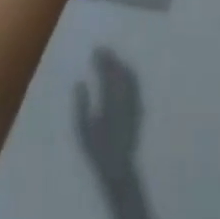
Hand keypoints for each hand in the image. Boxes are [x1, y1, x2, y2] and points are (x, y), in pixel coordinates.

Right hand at [74, 48, 142, 185]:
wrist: (119, 168)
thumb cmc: (97, 151)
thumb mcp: (83, 131)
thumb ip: (81, 105)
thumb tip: (80, 83)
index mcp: (110, 104)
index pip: (107, 75)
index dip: (102, 61)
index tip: (95, 51)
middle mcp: (125, 100)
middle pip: (119, 72)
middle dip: (111, 59)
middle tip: (101, 50)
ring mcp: (134, 103)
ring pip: (130, 76)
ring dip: (120, 63)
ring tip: (111, 58)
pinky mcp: (139, 108)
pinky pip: (136, 84)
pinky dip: (128, 73)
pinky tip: (123, 71)